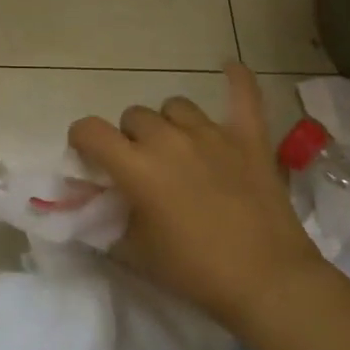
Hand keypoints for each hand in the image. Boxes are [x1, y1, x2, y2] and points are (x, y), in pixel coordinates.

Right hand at [68, 64, 325, 335]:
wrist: (267, 282)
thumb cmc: (194, 272)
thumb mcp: (135, 252)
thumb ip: (106, 221)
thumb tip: (92, 204)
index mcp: (136, 166)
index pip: (90, 130)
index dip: (82, 140)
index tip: (88, 157)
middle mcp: (169, 139)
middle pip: (134, 116)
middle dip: (131, 138)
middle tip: (144, 169)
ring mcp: (211, 133)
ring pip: (175, 107)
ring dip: (170, 124)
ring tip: (180, 150)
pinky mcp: (248, 138)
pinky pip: (242, 97)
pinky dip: (236, 82)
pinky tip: (230, 67)